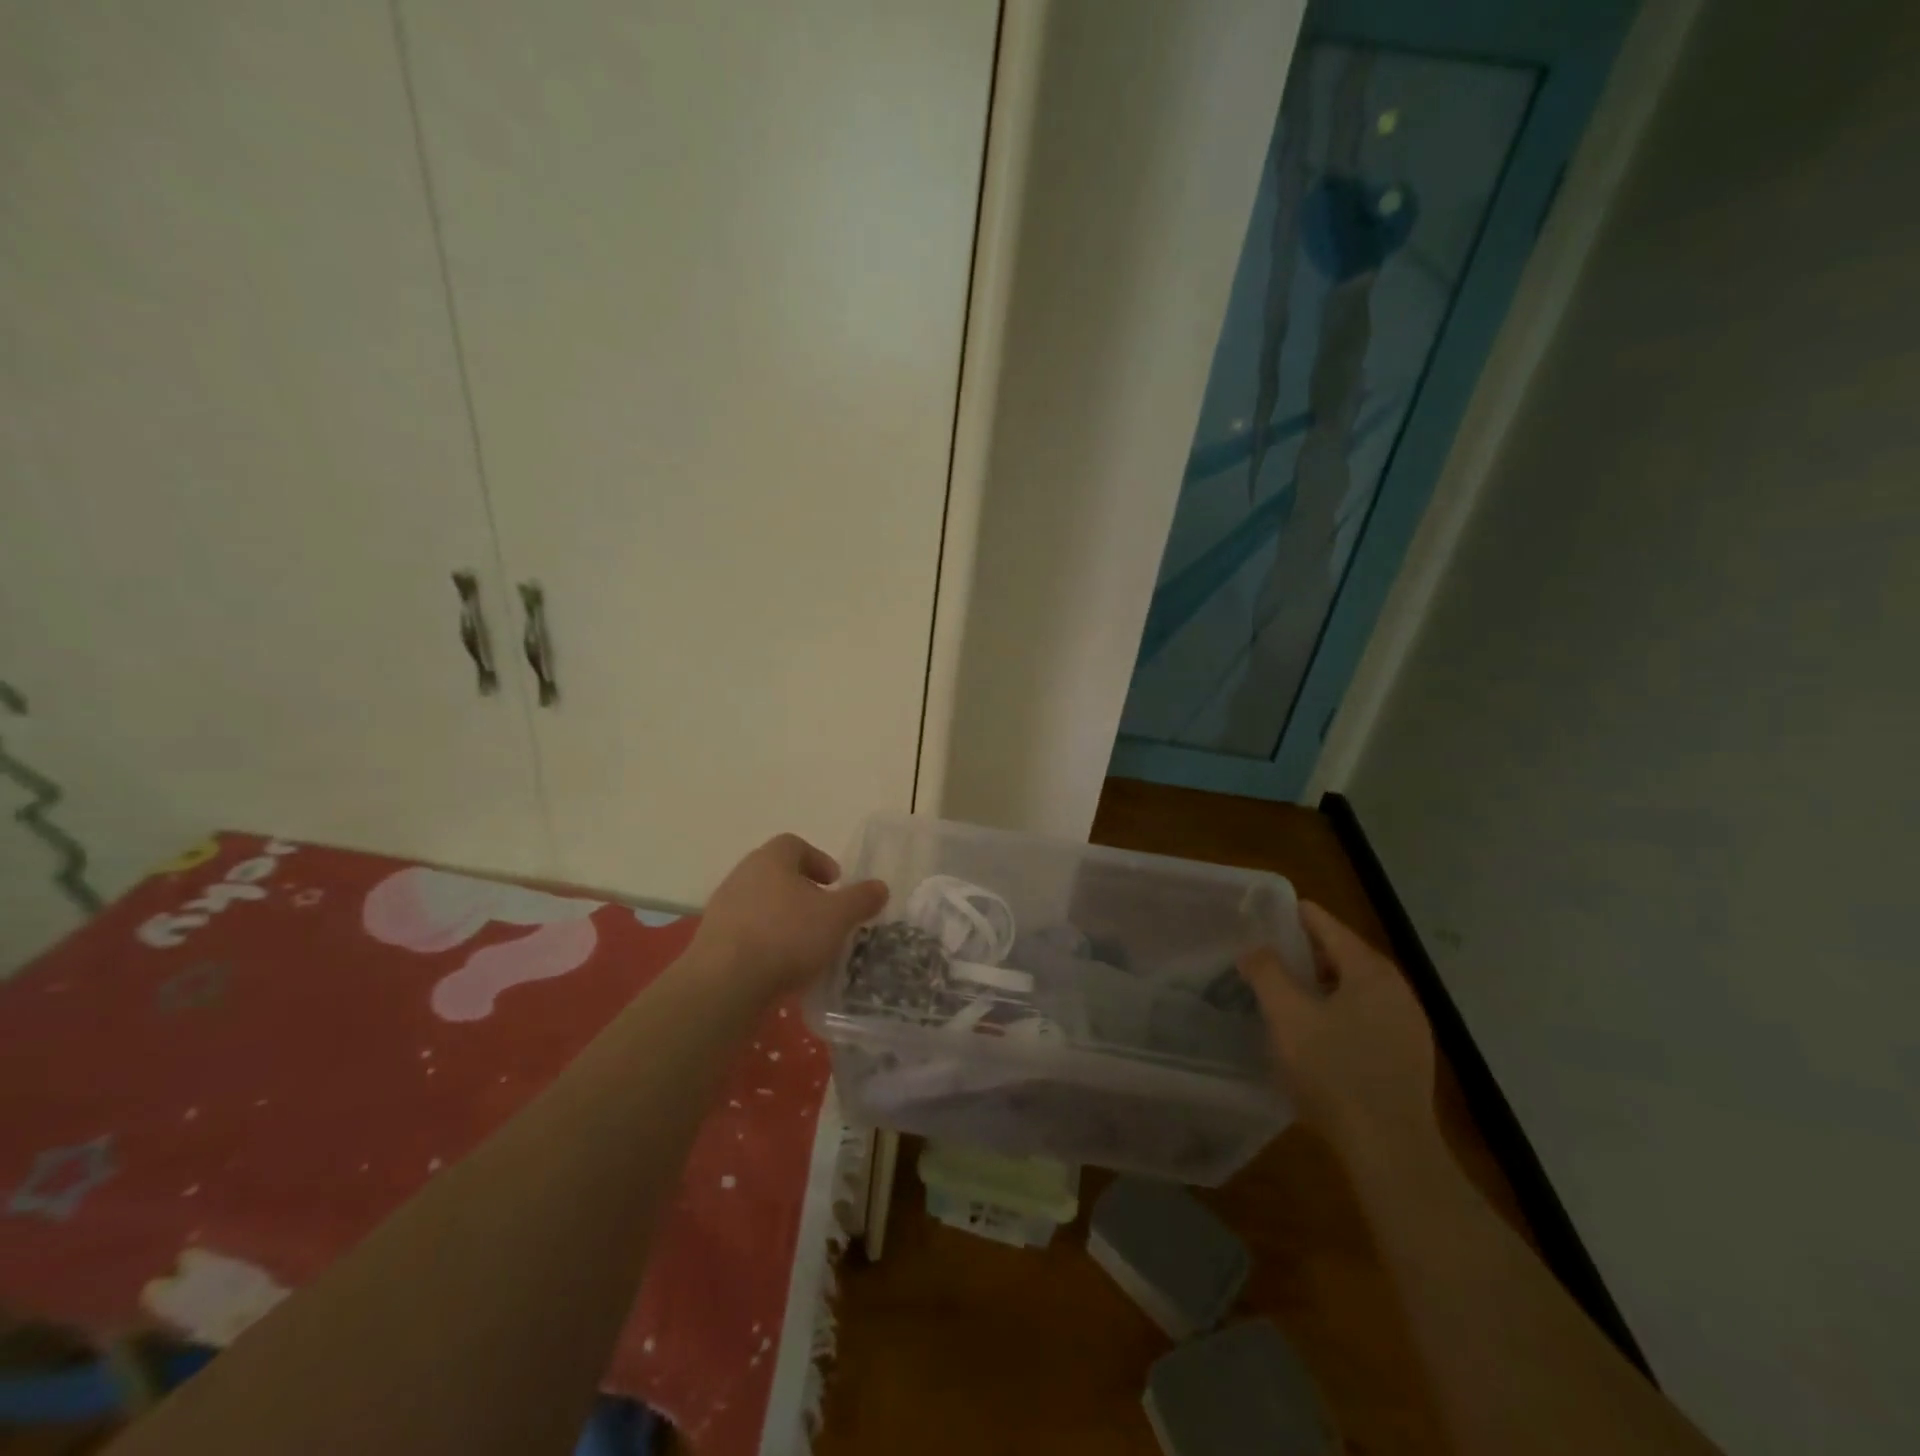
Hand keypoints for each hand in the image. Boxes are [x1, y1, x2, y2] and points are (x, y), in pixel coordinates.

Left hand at [690, 834, 887, 999]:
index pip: (795, 845)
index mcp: (771, 859)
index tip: (835, 884)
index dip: (819, 860)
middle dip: (803, 891)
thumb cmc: (786, 936)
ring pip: (761, 903)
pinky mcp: (712, 940)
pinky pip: (746, 932)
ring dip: (783, 918)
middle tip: (824, 913)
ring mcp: (723, 907)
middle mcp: (743, 874)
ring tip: (805, 944)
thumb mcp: (837, 917)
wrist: (724, 983)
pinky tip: (780, 965)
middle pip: (777, 874)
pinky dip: (765, 941)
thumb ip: (861, 899)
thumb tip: (880, 887)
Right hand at [1238, 902, 1438, 1161]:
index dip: (1292, 916)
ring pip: (1354, 989)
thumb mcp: (1287, 1016)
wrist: (1390, 1151)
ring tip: (1284, 996)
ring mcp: (1408, 1026)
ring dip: (1319, 986)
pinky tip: (1315, 1035)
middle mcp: (1397, 990)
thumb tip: (1254, 949)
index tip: (1261, 915)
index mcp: (1371, 971)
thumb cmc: (1334, 1072)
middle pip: (1342, 955)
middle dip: (1303, 954)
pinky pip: (1366, 1018)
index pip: (1327, 925)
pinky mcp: (1408, 1058)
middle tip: (1265, 958)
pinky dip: (1337, 1013)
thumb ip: (1266, 972)